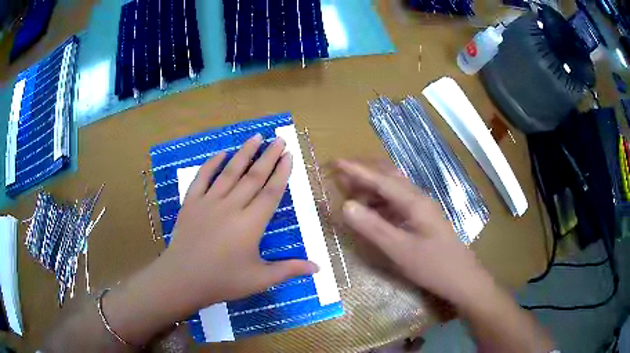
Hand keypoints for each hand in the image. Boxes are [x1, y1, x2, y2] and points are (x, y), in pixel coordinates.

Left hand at [158, 134, 318, 312]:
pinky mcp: (191, 203)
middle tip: (279, 139)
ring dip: (244, 153)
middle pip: (254, 176)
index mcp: (250, 224)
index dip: (281, 172)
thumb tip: (318, 268)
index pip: (270, 192)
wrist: (183, 279)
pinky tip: (221, 153)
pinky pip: (202, 178)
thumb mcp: (259, 280)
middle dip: (268, 156)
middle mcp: (231, 207)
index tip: (288, 155)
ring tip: (256, 136)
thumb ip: (289, 270)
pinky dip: (211, 164)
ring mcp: (209, 202)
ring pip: (230, 172)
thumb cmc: (223, 281)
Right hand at [334, 160, 495, 309]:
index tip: (336, 162)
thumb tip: (345, 205)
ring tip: (351, 192)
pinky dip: (380, 201)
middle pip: (389, 176)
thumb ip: (372, 227)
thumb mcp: (400, 249)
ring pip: (393, 189)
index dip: (357, 170)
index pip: (381, 179)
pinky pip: (397, 202)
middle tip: (340, 174)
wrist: (462, 278)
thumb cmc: (433, 265)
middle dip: (364, 172)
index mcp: (414, 201)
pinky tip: (371, 211)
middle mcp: (418, 198)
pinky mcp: (422, 219)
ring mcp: (422, 208)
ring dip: (372, 186)